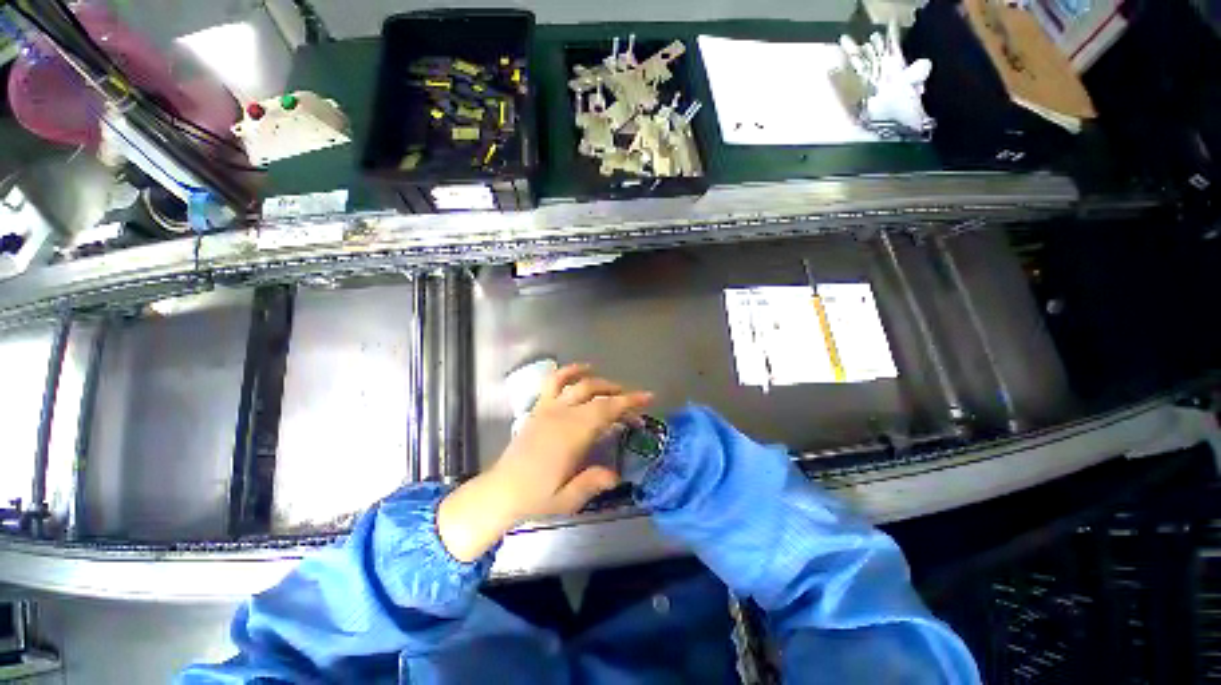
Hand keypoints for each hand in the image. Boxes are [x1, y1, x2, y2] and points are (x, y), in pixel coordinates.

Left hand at [438, 364, 652, 561]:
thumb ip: (593, 483)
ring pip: (579, 384)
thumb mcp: (567, 500)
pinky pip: (554, 382)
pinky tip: (582, 369)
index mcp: (572, 435)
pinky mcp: (539, 408)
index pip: (606, 410)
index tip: (648, 397)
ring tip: (614, 387)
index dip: (629, 402)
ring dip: (600, 382)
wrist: (500, 492)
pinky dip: (569, 371)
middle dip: (620, 395)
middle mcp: (562, 415)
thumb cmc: (535, 498)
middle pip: (597, 395)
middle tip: (635, 406)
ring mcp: (548, 408)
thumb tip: (615, 475)